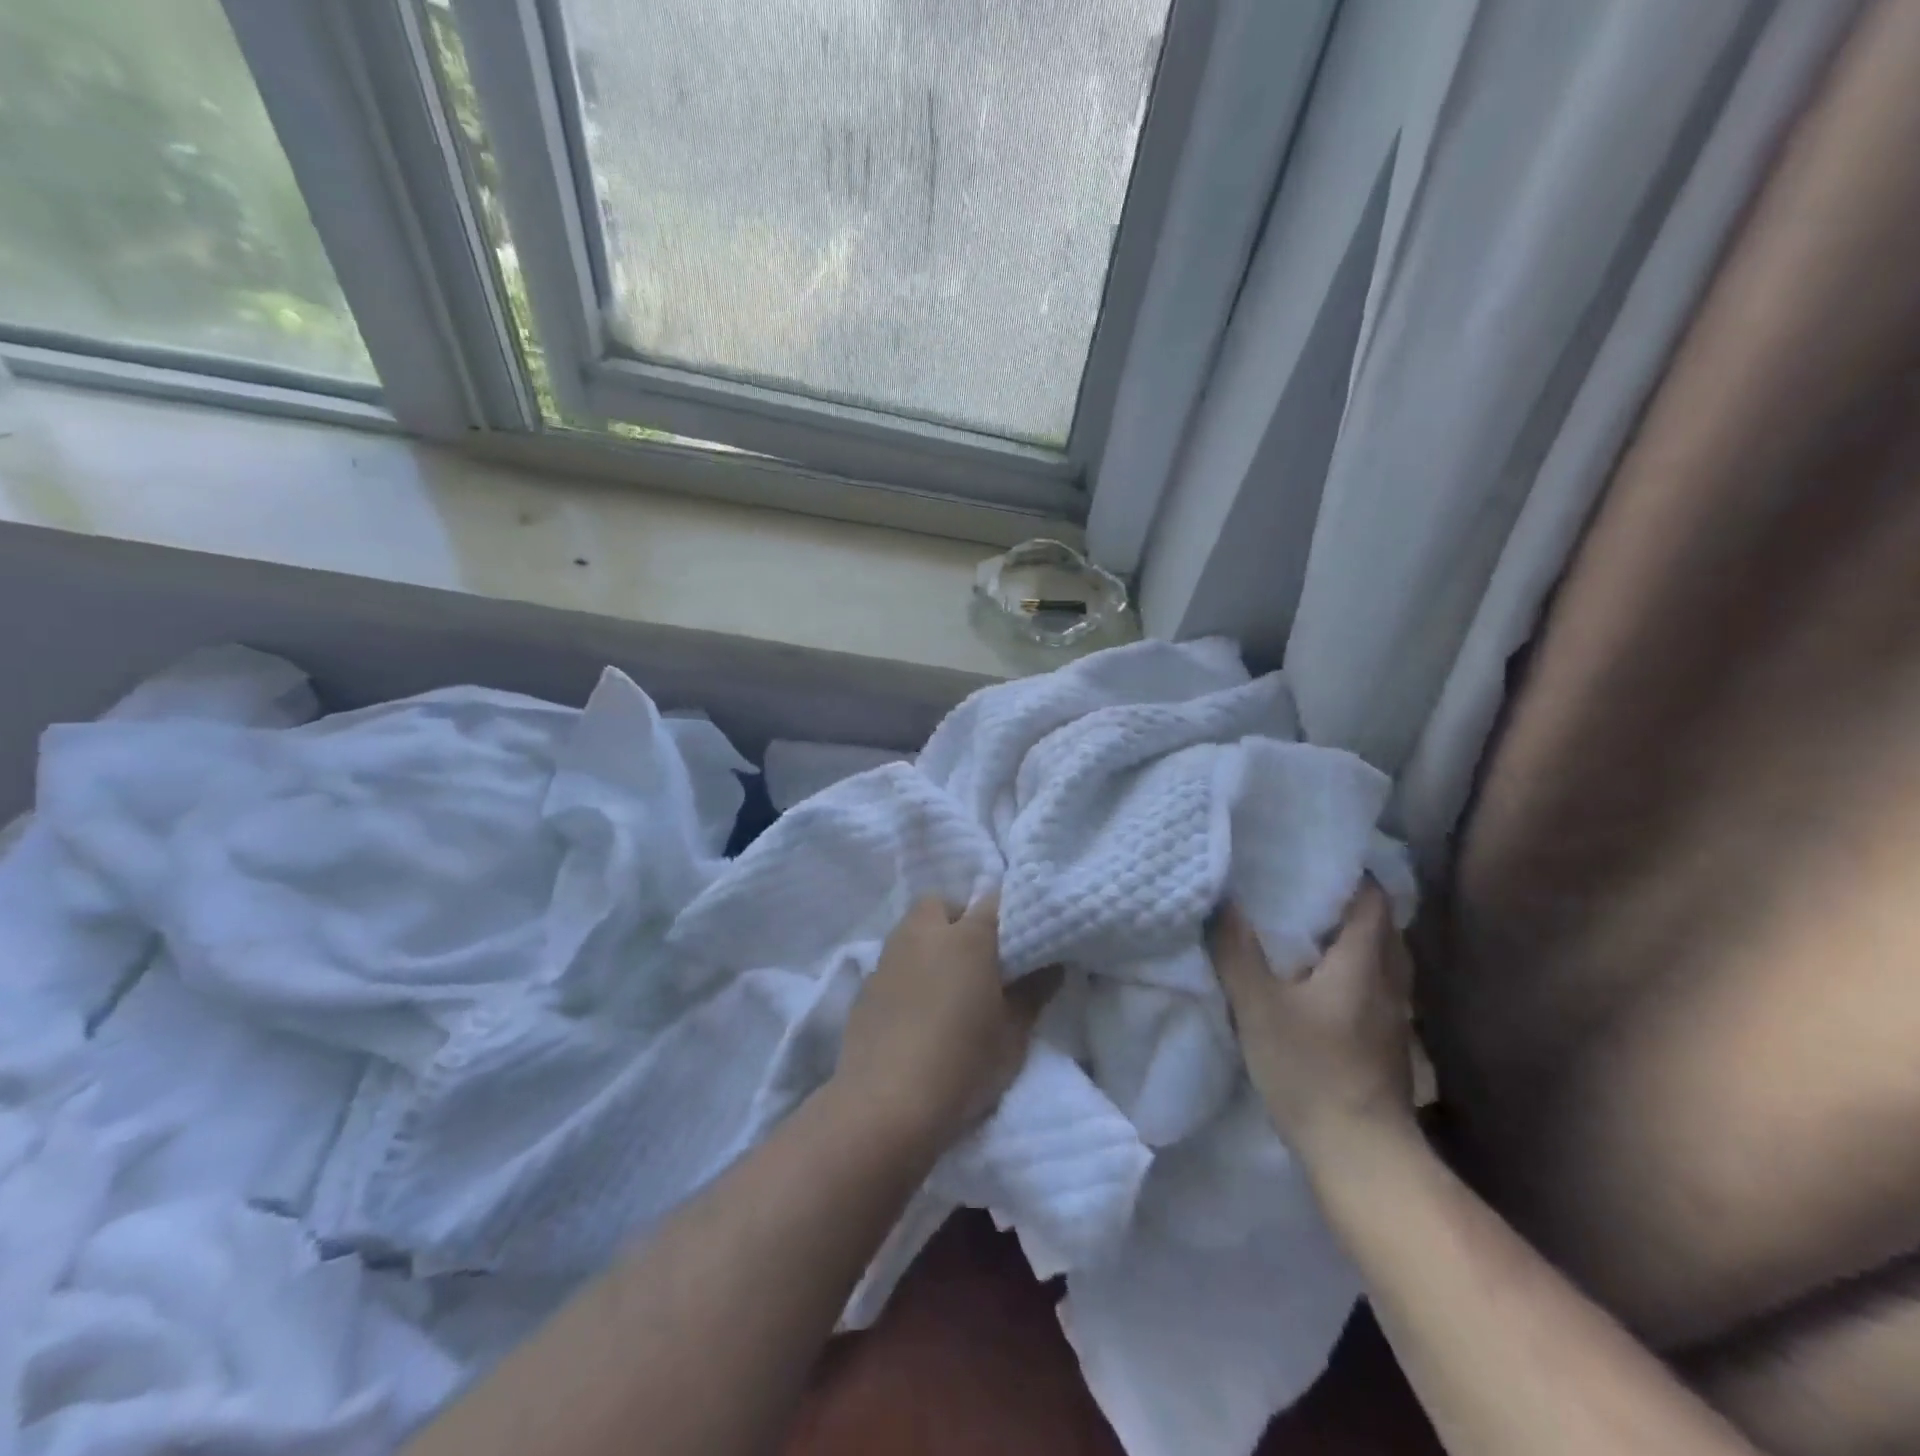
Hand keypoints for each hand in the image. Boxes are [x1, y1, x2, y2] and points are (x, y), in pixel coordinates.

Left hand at [833, 893, 1056, 1154]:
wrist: (884, 1104)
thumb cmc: (961, 1064)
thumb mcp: (1013, 1035)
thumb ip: (1033, 993)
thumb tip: (1051, 965)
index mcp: (968, 937)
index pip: (993, 902)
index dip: (1007, 915)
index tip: (1018, 939)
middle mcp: (924, 934)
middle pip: (941, 904)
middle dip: (958, 918)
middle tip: (978, 957)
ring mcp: (889, 957)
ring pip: (912, 929)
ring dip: (930, 943)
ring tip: (947, 983)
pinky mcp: (865, 985)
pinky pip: (893, 961)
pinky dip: (908, 972)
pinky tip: (916, 1008)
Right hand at [1210, 882, 1416, 1162]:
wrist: (1361, 1154)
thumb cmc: (1310, 1070)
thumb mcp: (1258, 1006)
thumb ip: (1236, 951)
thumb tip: (1221, 900)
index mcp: (1364, 963)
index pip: (1373, 901)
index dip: (1353, 875)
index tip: (1317, 861)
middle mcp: (1389, 983)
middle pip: (1383, 928)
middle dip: (1351, 904)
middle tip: (1307, 892)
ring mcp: (1394, 1018)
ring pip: (1384, 961)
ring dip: (1357, 940)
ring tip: (1312, 932)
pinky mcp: (1390, 1046)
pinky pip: (1377, 988)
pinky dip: (1357, 972)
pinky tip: (1324, 984)